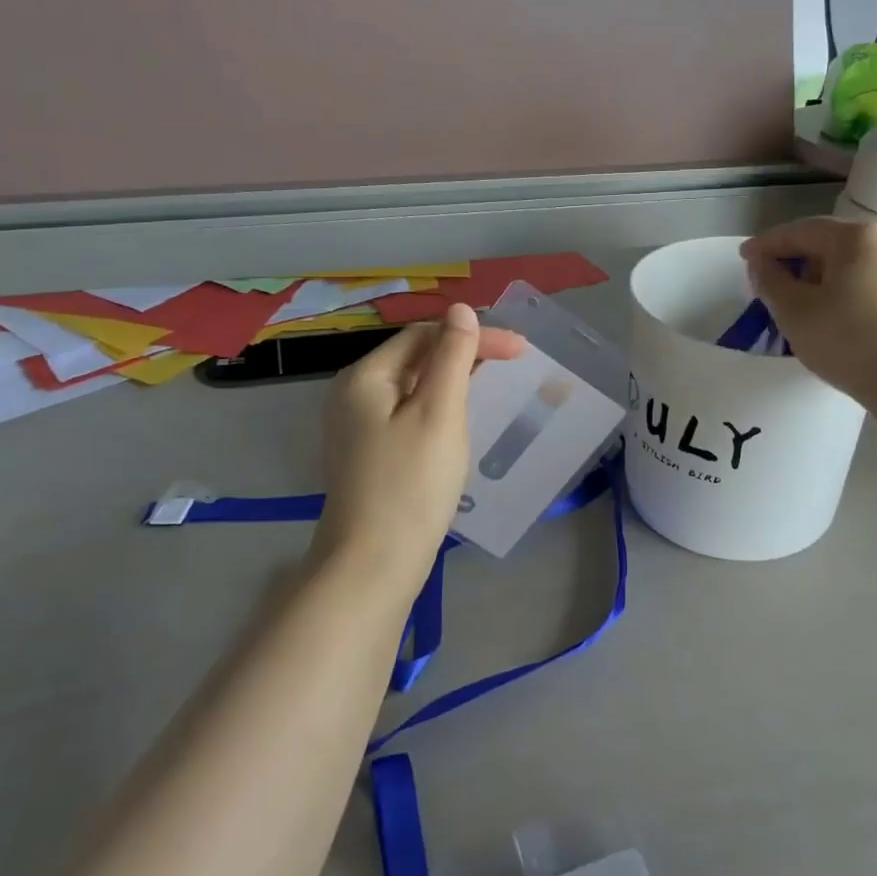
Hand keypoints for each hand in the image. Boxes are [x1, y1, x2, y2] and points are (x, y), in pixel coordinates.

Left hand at [312, 305, 525, 590]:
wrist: (373, 565)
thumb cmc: (411, 484)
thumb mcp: (439, 413)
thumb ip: (452, 358)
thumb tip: (460, 310)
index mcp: (366, 377)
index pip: (425, 336)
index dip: (474, 335)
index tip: (521, 350)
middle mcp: (354, 394)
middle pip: (416, 358)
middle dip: (465, 354)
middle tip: (513, 364)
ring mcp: (358, 428)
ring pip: (414, 387)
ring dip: (455, 380)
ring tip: (494, 386)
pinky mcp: (370, 455)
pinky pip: (409, 414)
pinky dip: (440, 408)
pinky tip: (461, 422)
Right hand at [742, 218, 876, 411]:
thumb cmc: (850, 341)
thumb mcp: (795, 312)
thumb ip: (770, 282)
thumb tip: (762, 264)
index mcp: (857, 237)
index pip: (801, 230)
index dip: (767, 244)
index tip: (743, 258)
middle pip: (829, 244)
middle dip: (795, 261)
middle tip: (769, 283)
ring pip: (851, 266)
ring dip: (820, 279)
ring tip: (799, 306)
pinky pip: (870, 285)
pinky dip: (844, 294)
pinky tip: (834, 319)